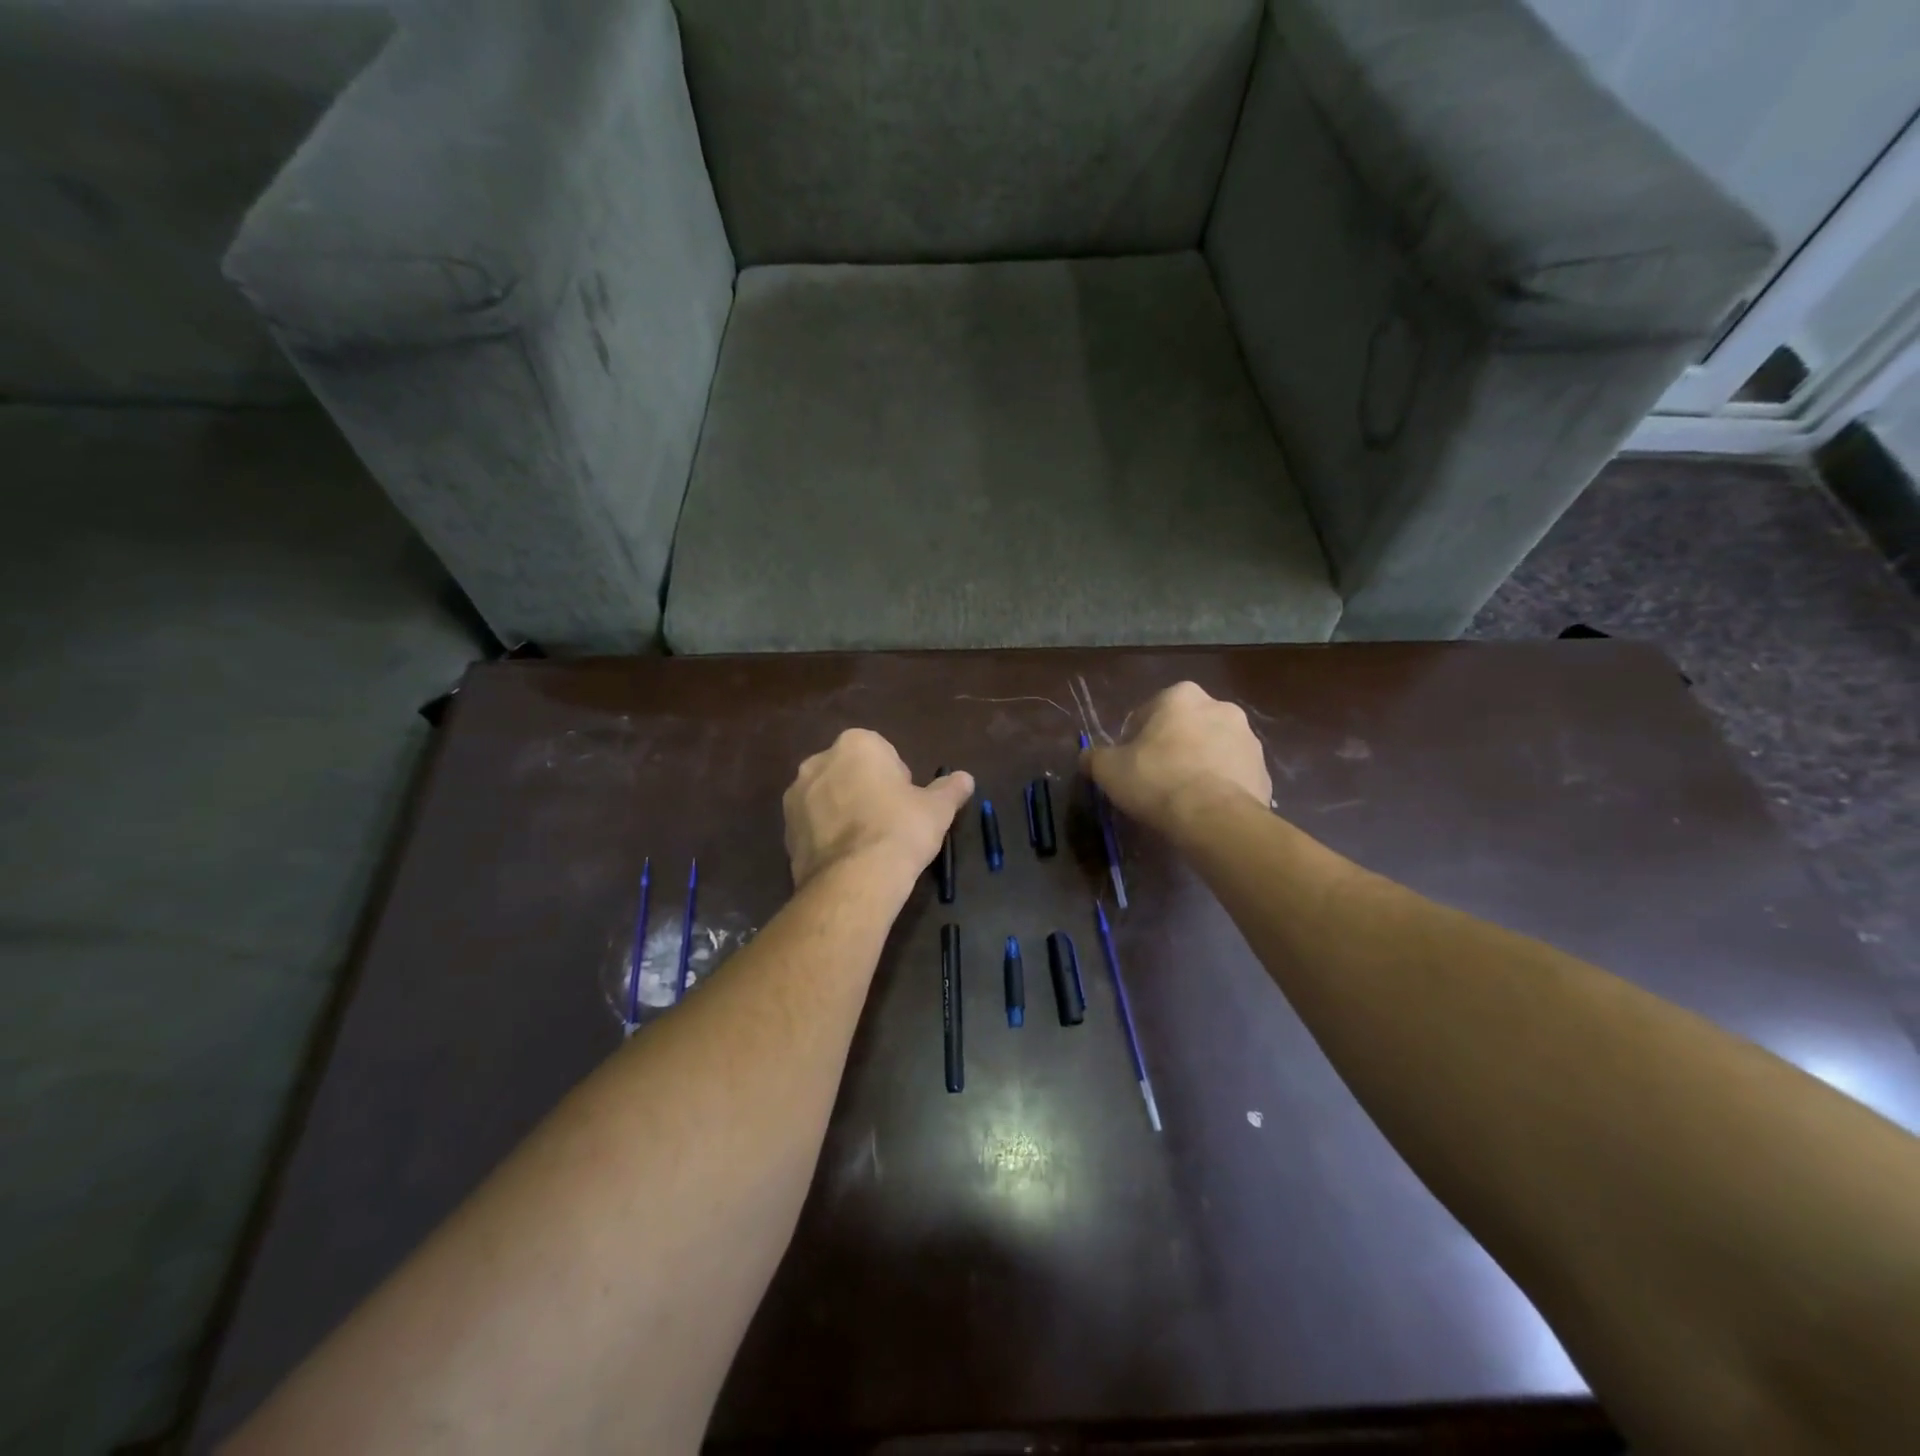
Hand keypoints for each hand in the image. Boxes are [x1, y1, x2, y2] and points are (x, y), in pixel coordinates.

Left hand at [784, 730, 974, 892]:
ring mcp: (796, 796)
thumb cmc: (901, 829)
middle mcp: (818, 761)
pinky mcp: (785, 830)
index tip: (906, 803)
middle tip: (888, 822)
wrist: (856, 879)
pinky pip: (813, 825)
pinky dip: (827, 836)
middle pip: (850, 771)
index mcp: (856, 744)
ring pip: (828, 798)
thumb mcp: (937, 809)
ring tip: (867, 844)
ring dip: (843, 811)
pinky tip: (847, 858)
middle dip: (865, 790)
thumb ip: (950, 789)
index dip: (897, 778)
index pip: (881, 752)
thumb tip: (965, 778)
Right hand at [1083, 682, 1270, 830]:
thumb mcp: (1108, 769)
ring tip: (1182, 798)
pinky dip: (1220, 786)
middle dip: (1171, 747)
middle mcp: (1220, 706)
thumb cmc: (1156, 781)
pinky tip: (1205, 808)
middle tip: (1155, 780)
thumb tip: (1088, 757)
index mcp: (1180, 696)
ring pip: (1212, 749)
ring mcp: (1248, 738)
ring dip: (1198, 764)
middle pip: (1184, 727)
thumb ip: (1095, 757)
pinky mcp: (1263, 769)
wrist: (1215, 818)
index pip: (1148, 713)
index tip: (1129, 765)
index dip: (1134, 740)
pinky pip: (1232, 774)